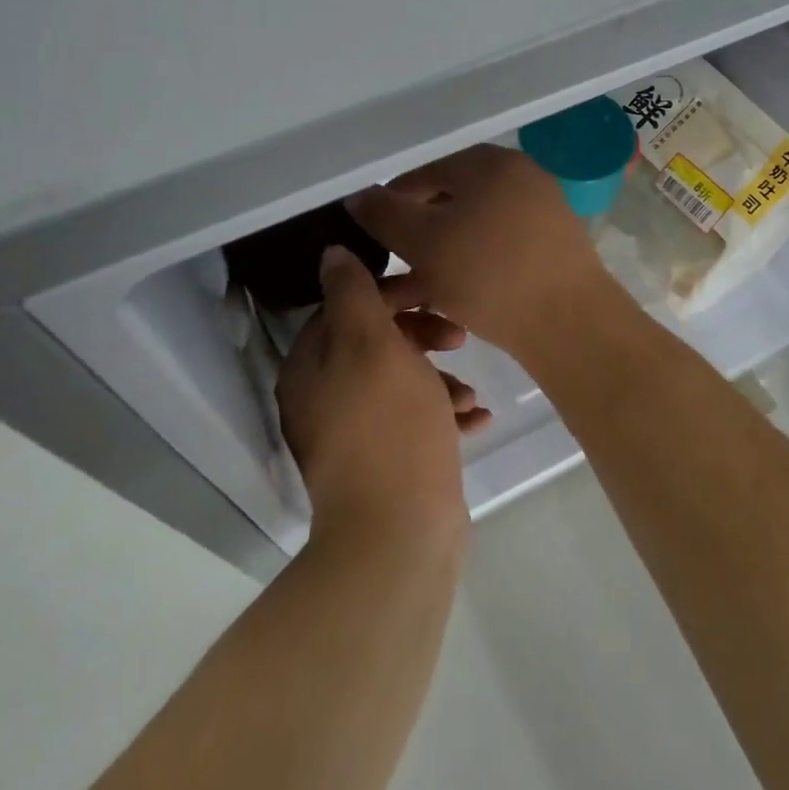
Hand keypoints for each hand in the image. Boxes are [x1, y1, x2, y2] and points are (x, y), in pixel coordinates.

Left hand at [276, 246, 488, 544]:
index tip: (435, 293)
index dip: (392, 293)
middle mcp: (323, 398)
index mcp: (311, 367)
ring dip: (438, 378)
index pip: (346, 306)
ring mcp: (353, 435)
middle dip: (421, 335)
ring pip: (400, 383)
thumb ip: (352, 294)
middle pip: (375, 343)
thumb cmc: (390, 428)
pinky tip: (478, 418)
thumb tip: (332, 253)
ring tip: (470, 391)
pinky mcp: (384, 463)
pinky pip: (414, 422)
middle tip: (459, 338)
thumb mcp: (372, 346)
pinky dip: (443, 414)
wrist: (400, 536)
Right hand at [346, 145, 618, 357]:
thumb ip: (385, 214)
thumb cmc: (489, 274)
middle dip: (417, 235)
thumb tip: (359, 195)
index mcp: (489, 163)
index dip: (389, 204)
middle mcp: (520, 177)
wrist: (570, 323)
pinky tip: (453, 297)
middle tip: (393, 268)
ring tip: (415, 291)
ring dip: (440, 257)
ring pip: (474, 230)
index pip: (422, 174)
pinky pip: (500, 250)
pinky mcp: (554, 248)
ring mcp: (542, 212)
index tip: (370, 238)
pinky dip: (472, 267)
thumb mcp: (424, 242)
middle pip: (450, 202)